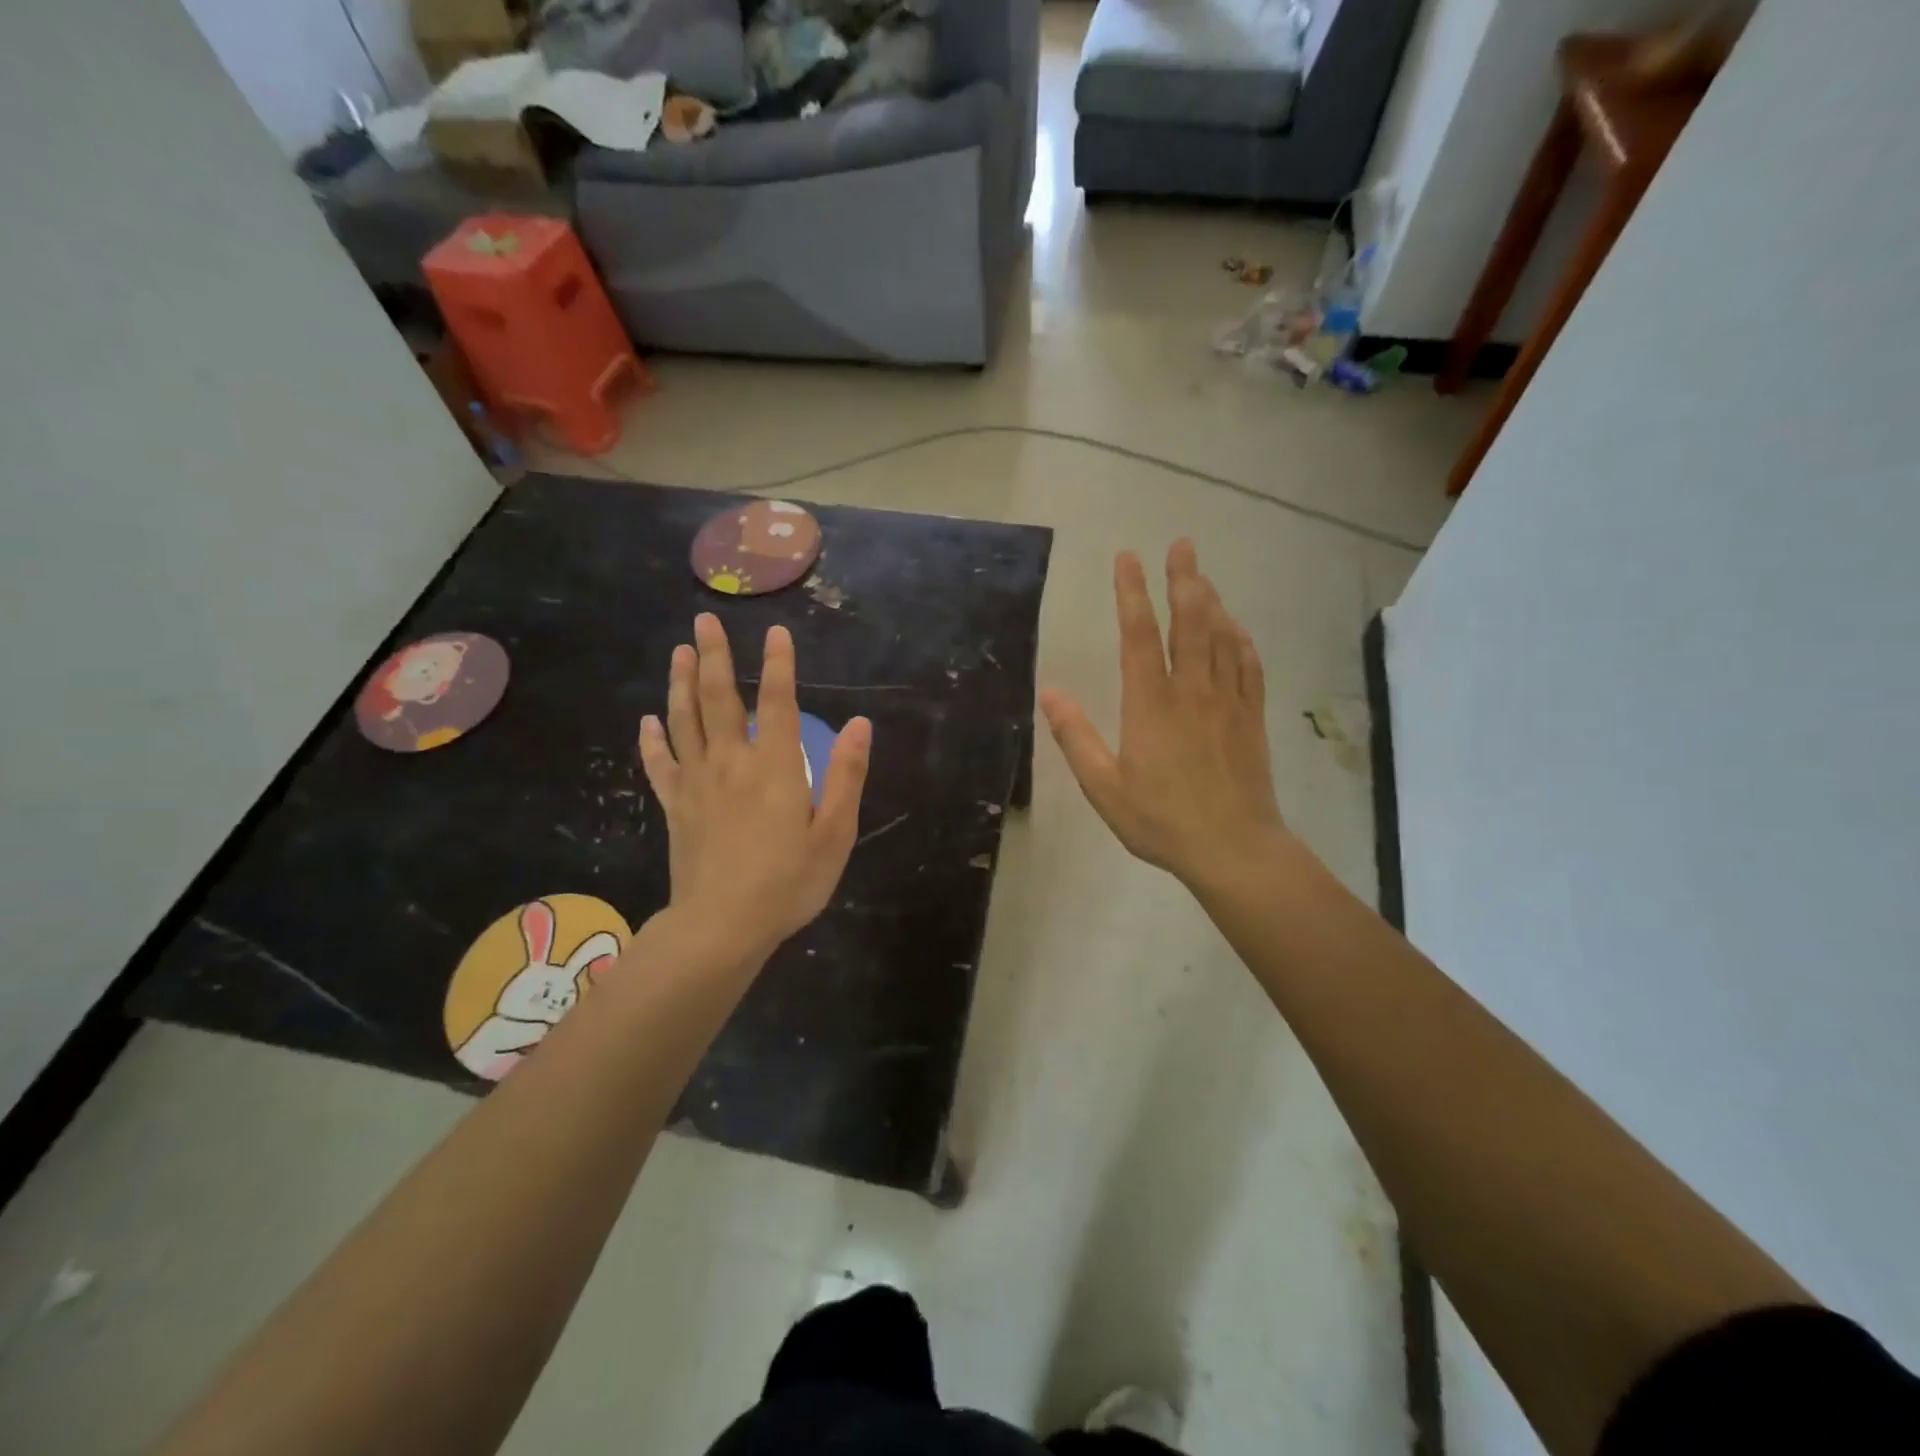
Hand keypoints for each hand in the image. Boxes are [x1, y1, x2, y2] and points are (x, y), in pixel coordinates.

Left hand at [638, 614, 870, 966]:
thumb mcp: (834, 834)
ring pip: (683, 721)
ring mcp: (696, 783)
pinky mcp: (674, 807)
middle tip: (704, 620)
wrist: (722, 926)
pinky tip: (647, 721)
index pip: (777, 701)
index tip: (775, 632)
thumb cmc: (788, 882)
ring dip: (680, 683)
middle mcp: (731, 762)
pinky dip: (652, 740)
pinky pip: (659, 764)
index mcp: (775, 766)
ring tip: (680, 652)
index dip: (778, 664)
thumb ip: (847, 776)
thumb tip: (862, 725)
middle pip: (718, 698)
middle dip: (713, 655)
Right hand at [1040, 541, 1284, 889]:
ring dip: (1211, 600)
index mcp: (1150, 704)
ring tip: (1201, 575)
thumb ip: (1075, 737)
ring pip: (1221, 637)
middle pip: (1189, 621)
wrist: (1233, 848)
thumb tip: (1047, 692)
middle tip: (1182, 544)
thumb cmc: (1161, 820)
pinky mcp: (1251, 717)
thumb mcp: (1104, 787)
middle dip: (1184, 578)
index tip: (1127, 557)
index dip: (1131, 592)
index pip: (1139, 634)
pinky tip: (1235, 628)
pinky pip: (1248, 666)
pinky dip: (1240, 639)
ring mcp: (1227, 701)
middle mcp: (1191, 691)